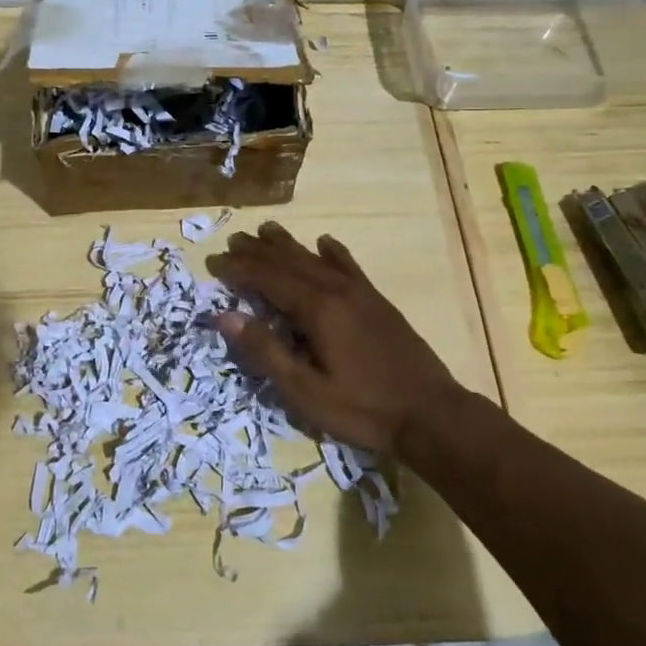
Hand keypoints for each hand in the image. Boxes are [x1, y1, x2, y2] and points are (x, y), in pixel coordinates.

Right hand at [206, 222, 481, 455]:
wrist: (432, 414)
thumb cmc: (362, 409)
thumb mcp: (305, 390)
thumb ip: (265, 350)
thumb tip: (224, 315)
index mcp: (316, 309)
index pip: (267, 279)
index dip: (238, 270)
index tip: (214, 263)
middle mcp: (336, 290)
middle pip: (289, 262)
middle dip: (258, 252)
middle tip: (233, 242)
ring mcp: (360, 293)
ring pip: (316, 259)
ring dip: (288, 245)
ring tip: (266, 230)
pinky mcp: (378, 302)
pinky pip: (349, 266)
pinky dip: (332, 251)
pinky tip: (324, 242)